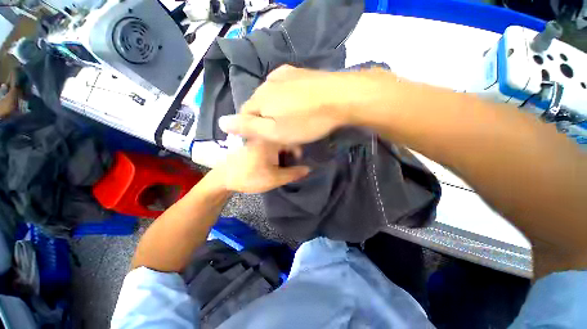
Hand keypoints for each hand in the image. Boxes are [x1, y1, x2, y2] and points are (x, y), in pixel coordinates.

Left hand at [214, 139, 309, 192]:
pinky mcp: (254, 141)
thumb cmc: (250, 177)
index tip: (299, 161)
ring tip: (282, 163)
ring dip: (283, 152)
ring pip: (277, 141)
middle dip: (291, 152)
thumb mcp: (275, 178)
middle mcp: (265, 134)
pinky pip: (270, 142)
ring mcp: (258, 136)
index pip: (293, 139)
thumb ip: (293, 173)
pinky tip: (273, 160)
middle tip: (291, 164)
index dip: (299, 151)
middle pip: (285, 139)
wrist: (224, 178)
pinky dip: (275, 150)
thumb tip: (308, 169)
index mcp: (271, 139)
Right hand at [218, 65, 357, 144]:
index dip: (252, 130)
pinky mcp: (299, 73)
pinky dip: (289, 100)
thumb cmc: (307, 121)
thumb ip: (248, 127)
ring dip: (278, 111)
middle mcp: (267, 83)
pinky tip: (300, 106)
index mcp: (260, 98)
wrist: (341, 97)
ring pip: (273, 97)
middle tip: (284, 134)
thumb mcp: (275, 132)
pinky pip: (286, 89)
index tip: (267, 140)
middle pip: (259, 106)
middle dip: (267, 121)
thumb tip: (221, 122)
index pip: (244, 115)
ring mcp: (285, 75)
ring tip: (294, 122)